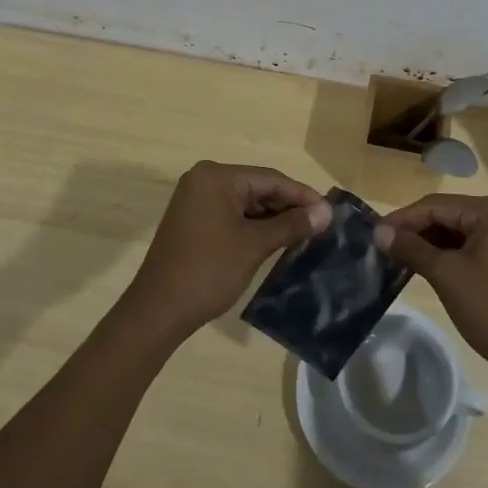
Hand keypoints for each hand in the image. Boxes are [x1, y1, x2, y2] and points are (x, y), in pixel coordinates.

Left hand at [124, 162, 331, 340]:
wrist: (158, 311)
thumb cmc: (208, 271)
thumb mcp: (254, 245)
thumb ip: (291, 225)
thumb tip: (326, 212)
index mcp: (216, 176)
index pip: (270, 178)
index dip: (302, 195)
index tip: (329, 211)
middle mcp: (204, 179)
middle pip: (257, 187)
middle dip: (287, 207)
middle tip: (319, 226)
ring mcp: (195, 199)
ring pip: (245, 202)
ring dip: (271, 218)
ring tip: (303, 235)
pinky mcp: (192, 219)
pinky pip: (230, 214)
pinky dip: (252, 226)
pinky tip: (274, 240)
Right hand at [374, 195, 487, 381]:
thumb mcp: (447, 276)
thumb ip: (412, 249)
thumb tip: (379, 232)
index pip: (436, 205)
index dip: (402, 219)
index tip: (374, 234)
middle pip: (448, 216)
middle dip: (416, 232)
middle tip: (384, 250)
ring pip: (460, 233)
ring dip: (431, 246)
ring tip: (400, 261)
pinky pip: (474, 249)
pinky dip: (451, 257)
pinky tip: (430, 270)